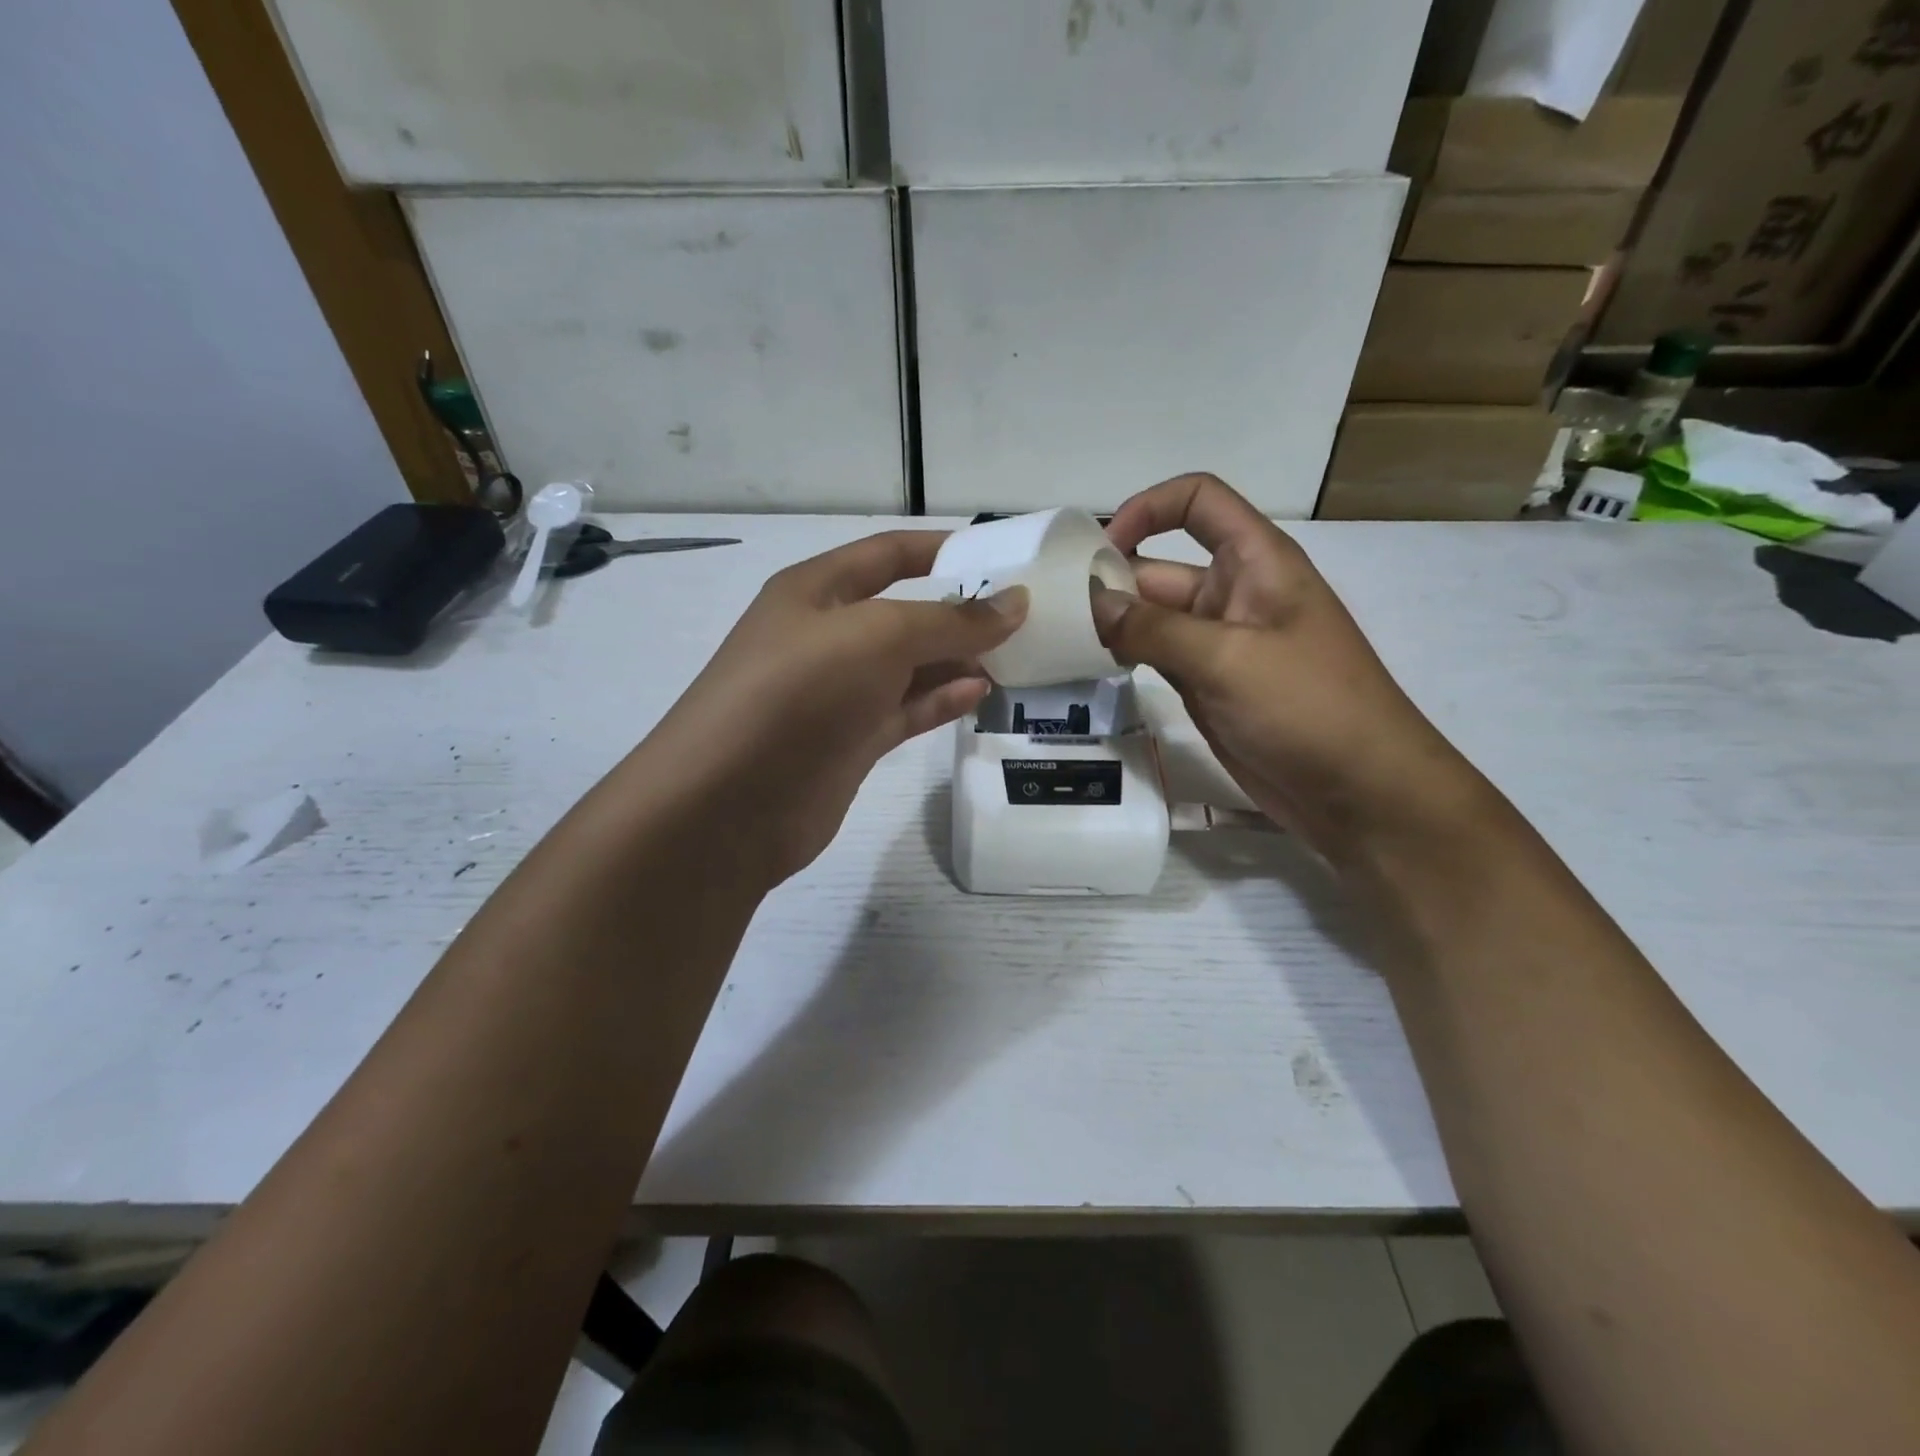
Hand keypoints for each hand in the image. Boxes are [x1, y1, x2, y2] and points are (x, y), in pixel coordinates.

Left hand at [633, 531, 1026, 889]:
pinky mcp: (849, 741)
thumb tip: (1015, 604)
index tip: (1001, 555)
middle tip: (1024, 619)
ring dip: (957, 661)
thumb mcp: (879, 637)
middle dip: (959, 613)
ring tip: (1015, 659)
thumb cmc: (799, 692)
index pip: (887, 554)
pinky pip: (904, 710)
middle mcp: (825, 636)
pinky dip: (940, 701)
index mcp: (816, 590)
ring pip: (908, 667)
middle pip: (903, 613)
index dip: (942, 548)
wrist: (730, 803)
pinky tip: (980, 694)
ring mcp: (837, 693)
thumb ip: (951, 621)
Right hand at [1095, 474, 1487, 862]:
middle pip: (1161, 566)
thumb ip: (1154, 628)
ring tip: (1060, 638)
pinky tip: (1090, 667)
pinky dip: (1125, 657)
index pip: (1199, 501)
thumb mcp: (1228, 659)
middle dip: (1112, 580)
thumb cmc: (1308, 707)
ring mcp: (1218, 643)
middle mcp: (1234, 594)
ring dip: (1112, 623)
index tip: (1101, 549)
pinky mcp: (1206, 685)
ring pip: (1152, 617)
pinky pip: (1156, 656)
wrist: (1358, 791)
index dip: (1148, 509)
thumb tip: (1091, 604)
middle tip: (1055, 611)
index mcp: (1256, 562)